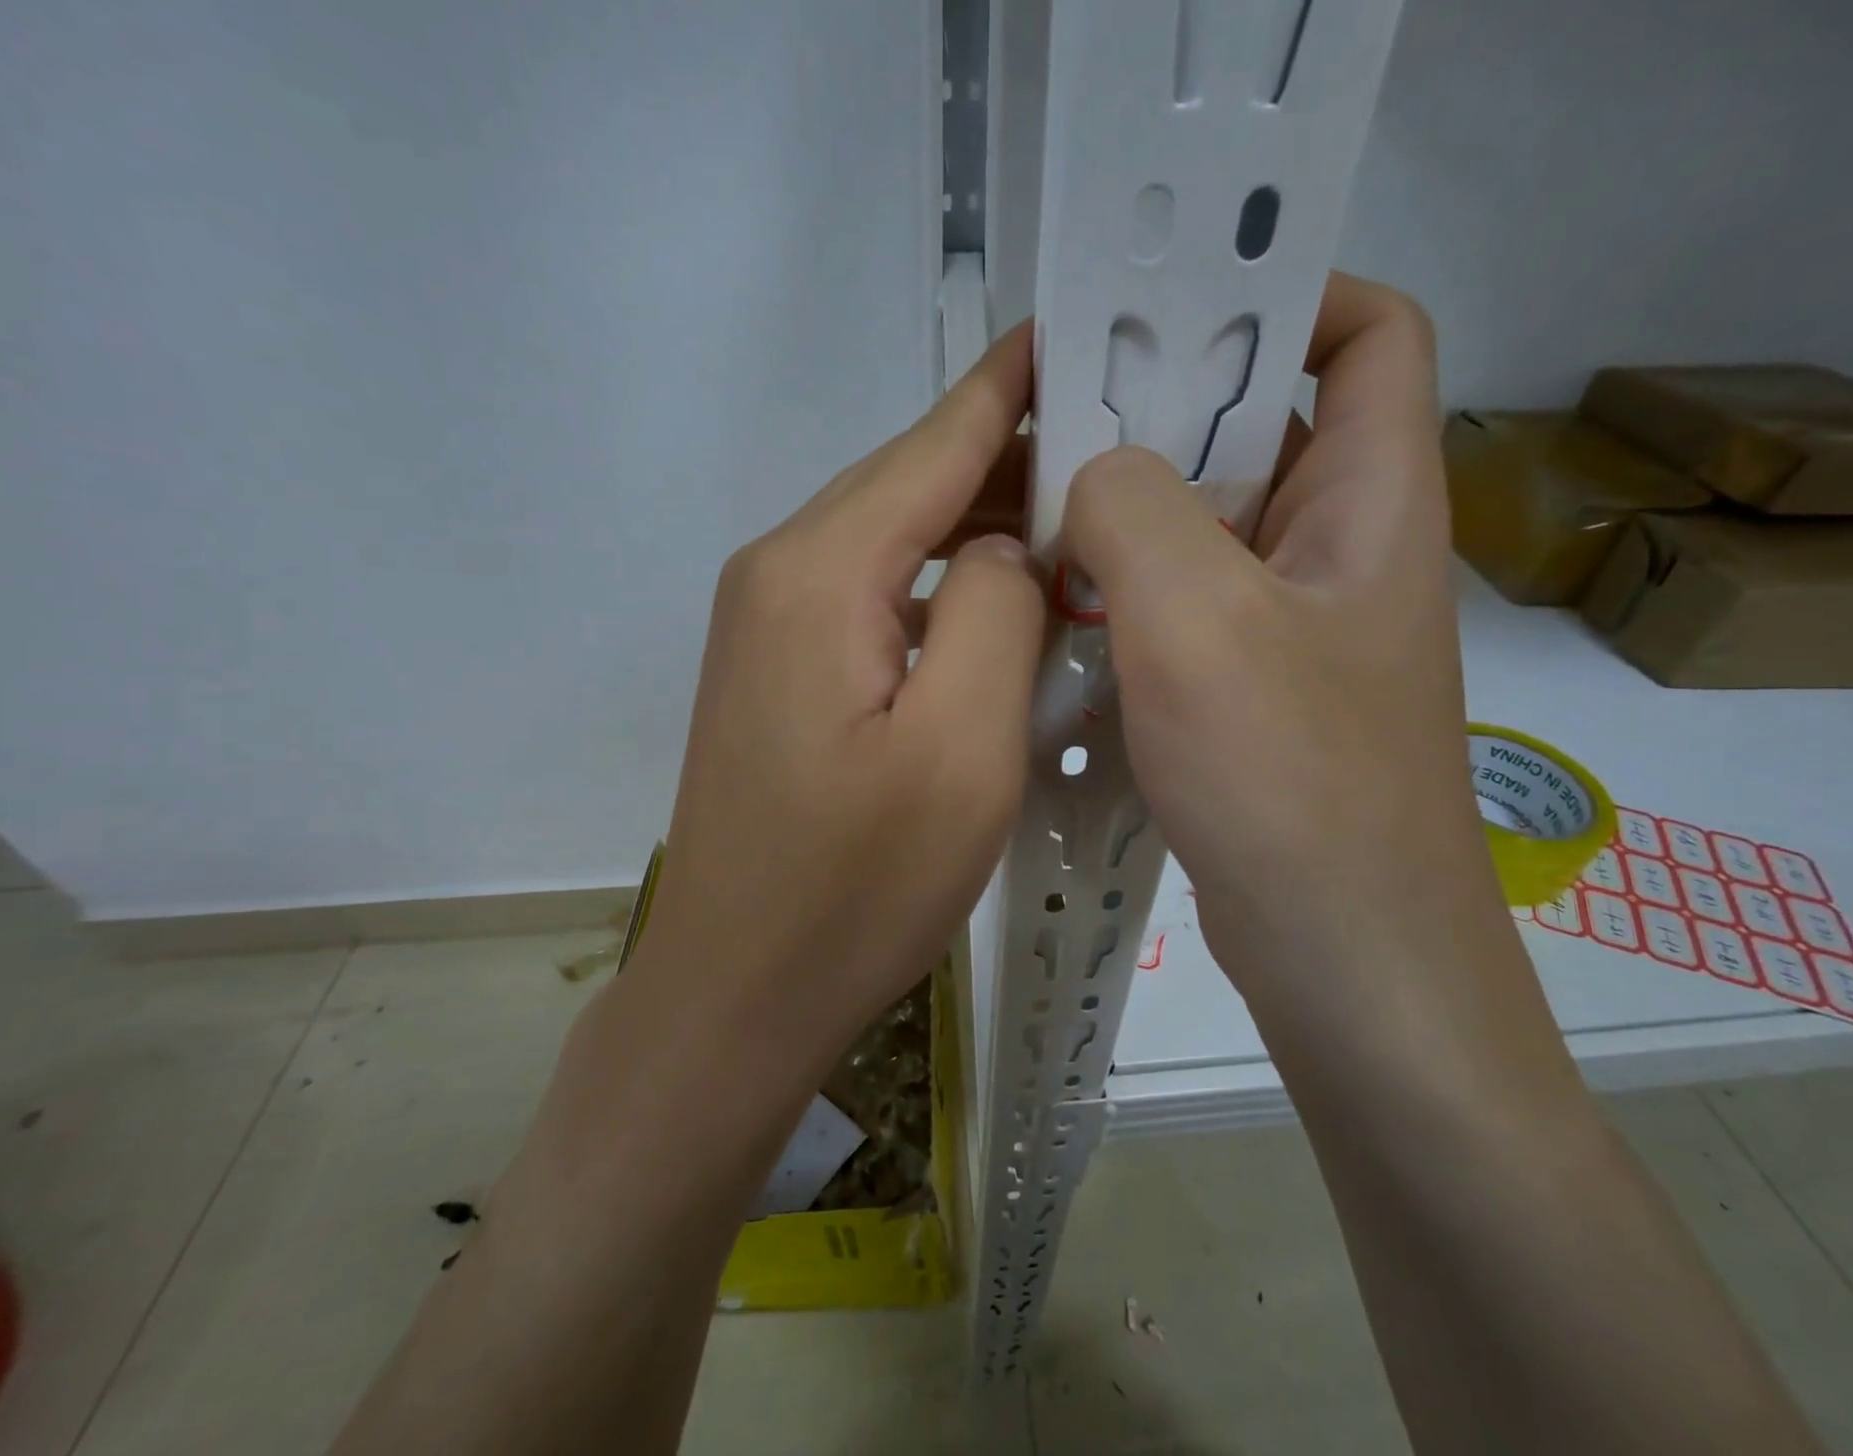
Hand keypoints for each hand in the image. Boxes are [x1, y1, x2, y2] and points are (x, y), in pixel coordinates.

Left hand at [637, 323, 1044, 1062]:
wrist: (739, 990)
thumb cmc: (854, 889)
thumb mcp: (961, 751)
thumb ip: (994, 614)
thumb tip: (1002, 549)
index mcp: (819, 573)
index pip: (934, 442)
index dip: (1009, 385)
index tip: (1075, 327)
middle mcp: (778, 574)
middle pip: (910, 483)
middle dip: (1008, 457)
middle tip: (1114, 445)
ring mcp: (767, 625)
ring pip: (893, 540)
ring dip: (978, 526)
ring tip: (1073, 521)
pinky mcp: (777, 673)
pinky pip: (874, 595)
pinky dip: (941, 585)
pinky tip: (996, 605)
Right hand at [1060, 275, 1505, 1040]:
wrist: (1341, 952)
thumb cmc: (1291, 779)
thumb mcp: (1200, 621)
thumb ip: (1134, 512)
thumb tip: (1089, 474)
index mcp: (1371, 501)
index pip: (1368, 334)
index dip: (1287, 294)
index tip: (1171, 319)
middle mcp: (1340, 551)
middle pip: (1261, 430)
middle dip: (1162, 413)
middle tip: (1057, 424)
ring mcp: (1294, 628)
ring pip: (1210, 528)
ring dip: (1130, 515)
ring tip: (1036, 516)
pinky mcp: (1251, 691)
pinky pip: (1184, 608)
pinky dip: (1126, 596)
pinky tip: (1058, 615)